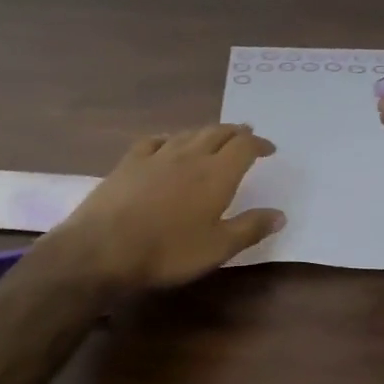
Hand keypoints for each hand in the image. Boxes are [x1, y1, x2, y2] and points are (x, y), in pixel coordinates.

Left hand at [41, 125, 284, 290]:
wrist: (103, 247)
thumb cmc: (168, 251)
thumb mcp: (217, 248)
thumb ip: (250, 228)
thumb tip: (280, 214)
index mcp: (216, 174)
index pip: (244, 147)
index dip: (259, 144)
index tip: (269, 149)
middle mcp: (190, 155)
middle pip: (218, 133)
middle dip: (235, 132)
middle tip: (246, 135)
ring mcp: (157, 155)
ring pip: (189, 133)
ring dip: (207, 132)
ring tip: (214, 136)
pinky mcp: (130, 161)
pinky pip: (155, 140)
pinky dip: (170, 138)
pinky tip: (168, 143)